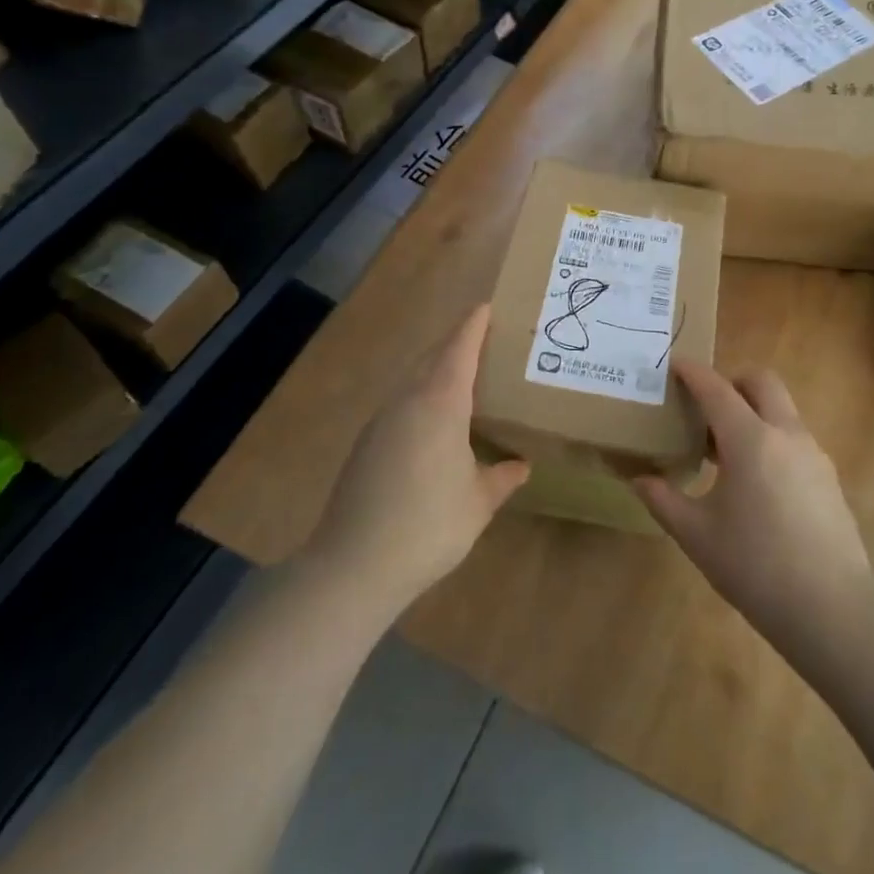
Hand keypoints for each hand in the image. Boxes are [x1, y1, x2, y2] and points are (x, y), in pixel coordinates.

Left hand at [309, 304, 528, 613]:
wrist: (353, 565)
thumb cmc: (428, 526)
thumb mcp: (478, 503)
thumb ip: (501, 478)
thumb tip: (520, 465)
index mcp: (441, 403)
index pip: (460, 349)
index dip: (474, 325)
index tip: (486, 307)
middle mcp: (408, 401)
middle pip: (433, 357)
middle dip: (456, 343)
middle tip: (484, 341)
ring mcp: (381, 421)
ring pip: (413, 380)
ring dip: (436, 370)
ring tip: (463, 380)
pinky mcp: (365, 444)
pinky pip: (400, 404)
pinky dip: (421, 397)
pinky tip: (432, 425)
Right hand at [635, 362, 871, 648]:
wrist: (833, 611)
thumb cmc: (756, 568)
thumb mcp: (697, 536)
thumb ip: (664, 500)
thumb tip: (639, 479)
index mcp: (750, 439)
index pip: (717, 389)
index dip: (694, 372)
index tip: (675, 364)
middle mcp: (785, 433)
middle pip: (761, 382)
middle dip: (732, 381)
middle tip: (706, 407)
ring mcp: (813, 453)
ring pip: (781, 409)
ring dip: (753, 411)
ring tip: (725, 451)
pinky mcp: (828, 477)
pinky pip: (794, 437)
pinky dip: (771, 437)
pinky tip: (756, 481)